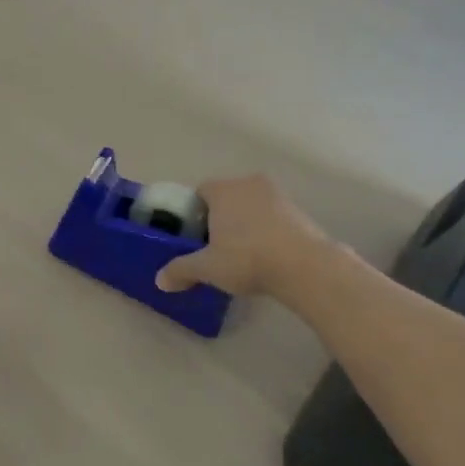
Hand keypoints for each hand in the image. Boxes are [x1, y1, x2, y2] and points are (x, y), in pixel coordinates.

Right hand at [154, 174, 327, 297]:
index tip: (195, 236)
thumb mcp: (207, 268)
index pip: (200, 192)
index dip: (194, 213)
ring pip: (252, 206)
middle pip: (227, 197)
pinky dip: (267, 231)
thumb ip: (181, 270)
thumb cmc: (247, 258)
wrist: (305, 266)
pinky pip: (273, 217)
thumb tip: (159, 281)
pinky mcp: (300, 211)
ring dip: (246, 224)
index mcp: (223, 189)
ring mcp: (278, 196)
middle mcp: (249, 184)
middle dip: (220, 218)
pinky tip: (266, 256)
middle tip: (216, 247)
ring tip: (243, 254)